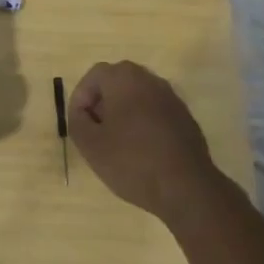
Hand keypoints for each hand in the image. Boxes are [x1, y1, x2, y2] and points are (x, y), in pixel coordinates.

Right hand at [68, 61, 224, 226]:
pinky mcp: (185, 118)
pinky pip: (155, 112)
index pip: (95, 75)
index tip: (78, 122)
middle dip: (102, 103)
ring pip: (138, 97)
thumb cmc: (132, 161)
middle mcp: (151, 80)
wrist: (186, 188)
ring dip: (123, 113)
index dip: (81, 97)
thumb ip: (77, 121)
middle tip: (94, 129)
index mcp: (125, 79)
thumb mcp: (90, 144)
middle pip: (118, 82)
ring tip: (116, 142)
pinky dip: (143, 123)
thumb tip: (82, 112)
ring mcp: (172, 98)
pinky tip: (141, 151)